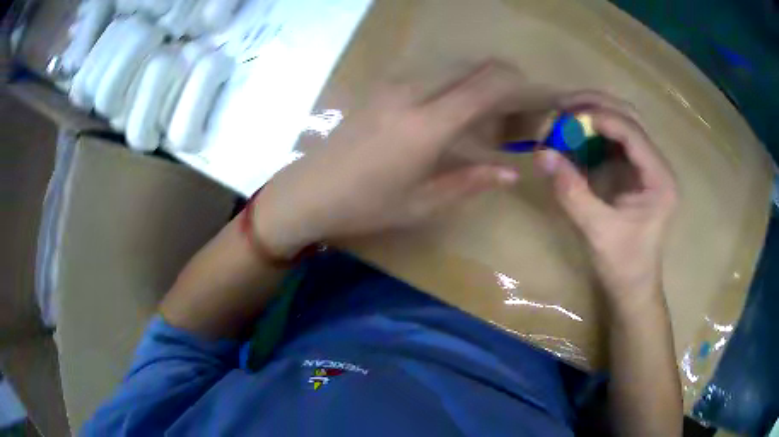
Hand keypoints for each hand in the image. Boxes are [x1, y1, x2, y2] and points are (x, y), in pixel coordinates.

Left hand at [253, 63, 541, 256]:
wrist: (309, 190)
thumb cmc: (365, 205)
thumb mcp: (422, 203)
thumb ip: (471, 182)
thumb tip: (510, 173)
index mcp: (429, 124)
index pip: (488, 86)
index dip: (521, 87)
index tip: (540, 99)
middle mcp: (414, 92)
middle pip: (475, 65)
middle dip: (506, 77)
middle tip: (521, 105)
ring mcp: (395, 84)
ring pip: (453, 64)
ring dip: (481, 77)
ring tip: (493, 107)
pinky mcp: (383, 86)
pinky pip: (432, 71)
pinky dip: (456, 80)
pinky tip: (457, 106)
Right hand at [535, 92, 678, 312]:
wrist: (633, 287)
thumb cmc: (623, 265)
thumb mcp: (597, 231)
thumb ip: (572, 192)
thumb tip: (542, 154)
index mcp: (659, 179)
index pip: (633, 132)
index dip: (601, 117)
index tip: (566, 116)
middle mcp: (656, 165)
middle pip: (630, 117)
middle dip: (596, 106)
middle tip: (562, 106)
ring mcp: (645, 166)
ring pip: (622, 122)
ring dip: (593, 114)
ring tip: (563, 115)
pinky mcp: (632, 172)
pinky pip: (612, 140)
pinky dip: (591, 133)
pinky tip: (572, 136)